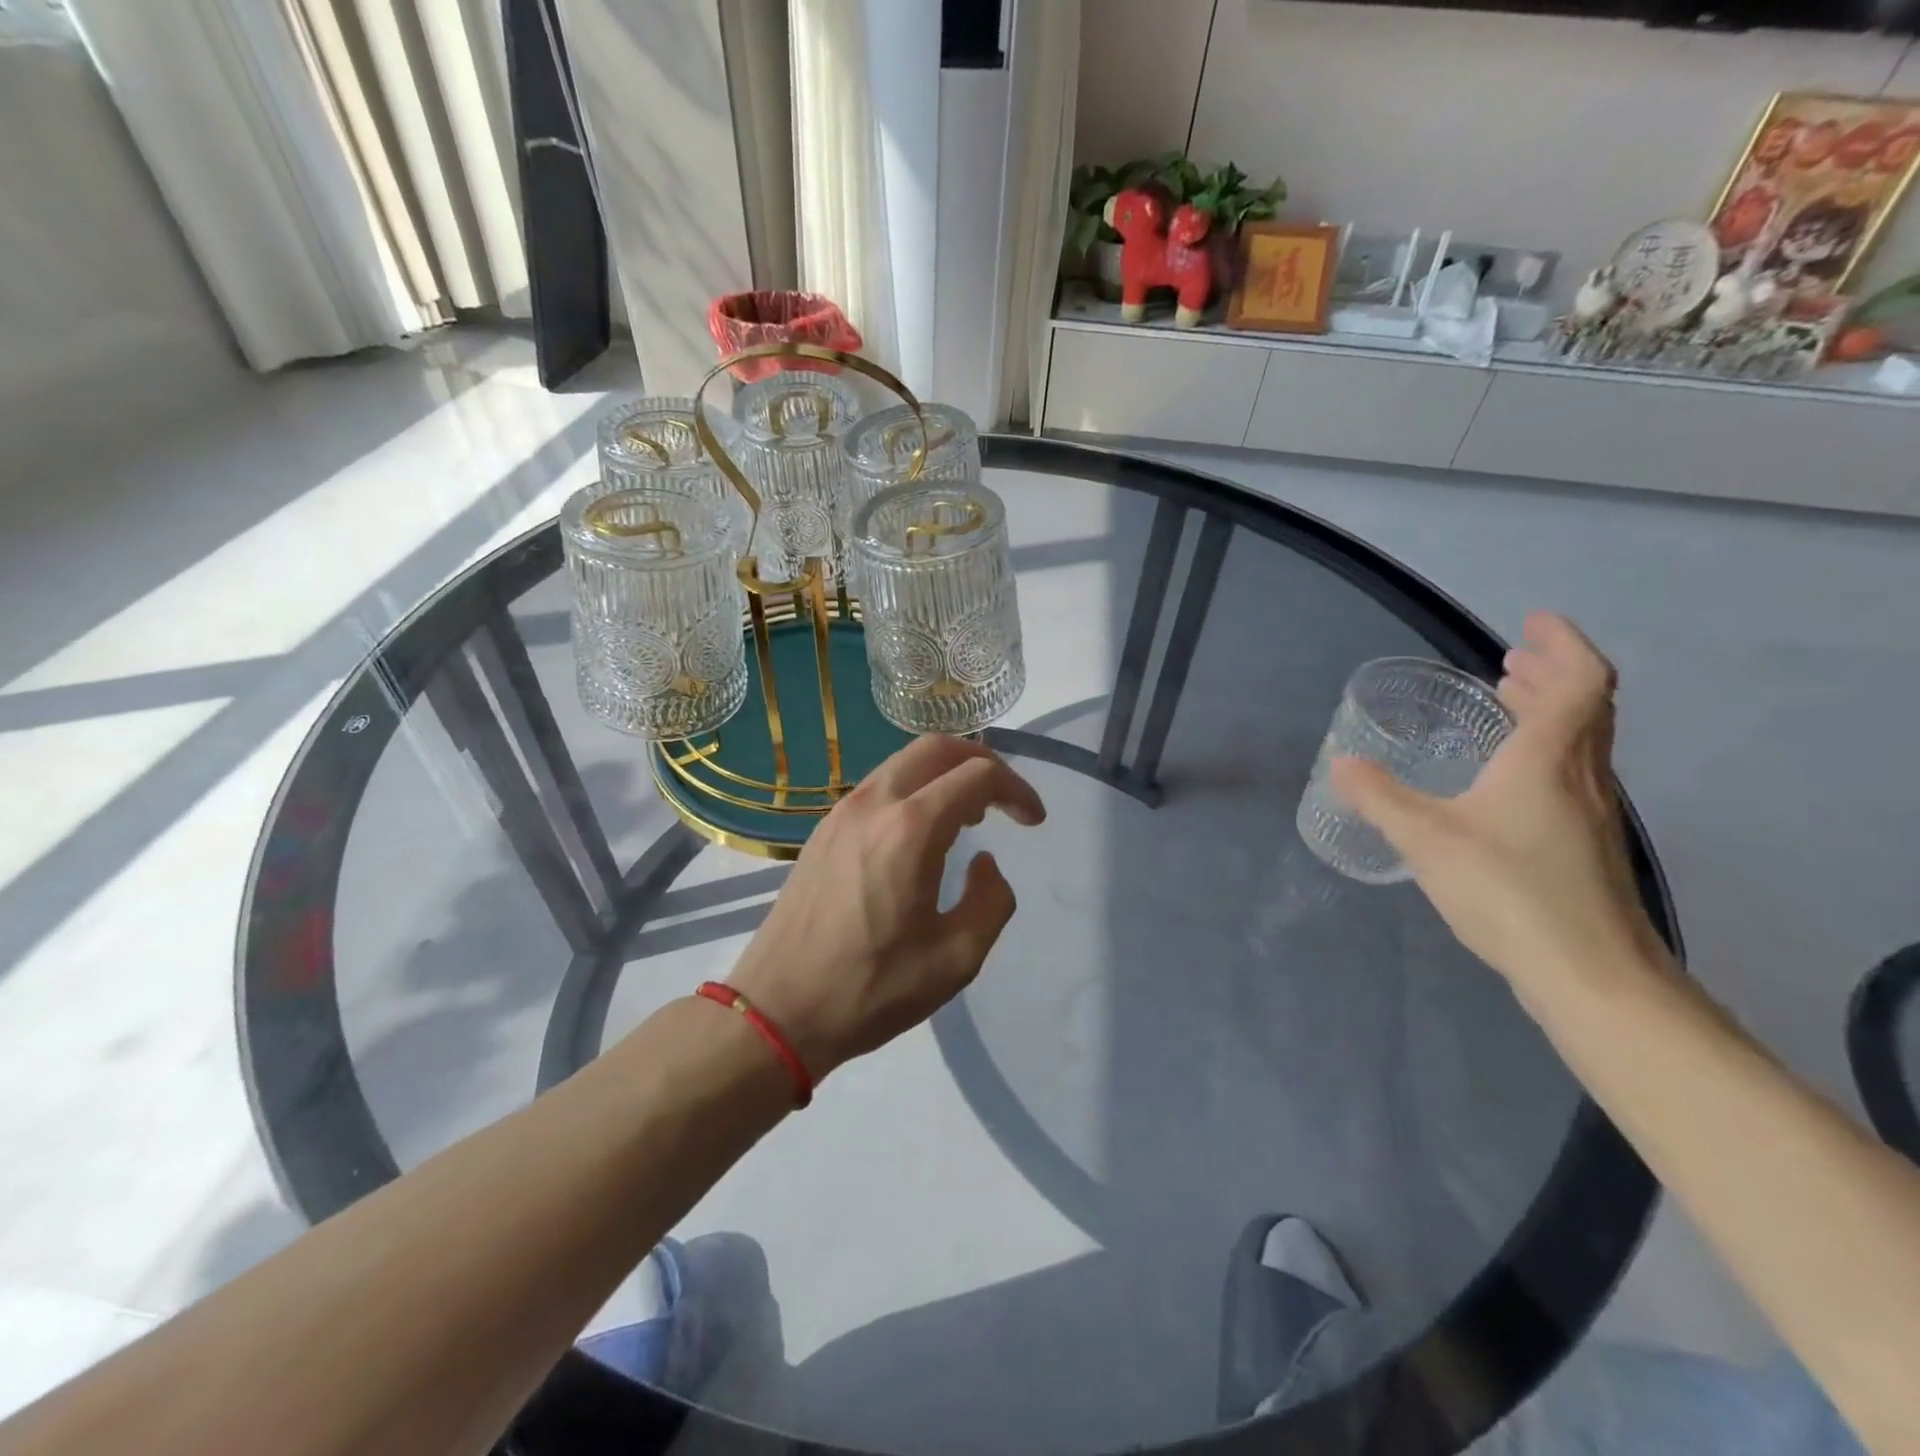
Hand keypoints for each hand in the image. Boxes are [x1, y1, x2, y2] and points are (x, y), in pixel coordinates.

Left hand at [728, 736, 1045, 1079]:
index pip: (978, 776)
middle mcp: (875, 803)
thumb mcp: (956, 958)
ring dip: (945, 774)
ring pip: (904, 762)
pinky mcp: (824, 828)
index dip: (1017, 790)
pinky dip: (913, 789)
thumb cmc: (872, 988)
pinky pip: (879, 785)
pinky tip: (921, 832)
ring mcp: (842, 811)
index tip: (1033, 822)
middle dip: (982, 761)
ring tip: (968, 816)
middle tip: (1004, 800)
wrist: (778, 1009)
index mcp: (911, 829)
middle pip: (937, 748)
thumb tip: (985, 863)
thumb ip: (991, 901)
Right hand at [1330, 613, 1668, 990]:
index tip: (1532, 624)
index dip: (1563, 644)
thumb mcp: (1426, 838)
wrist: (1590, 974)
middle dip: (1551, 673)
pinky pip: (1570, 774)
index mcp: (1549, 759)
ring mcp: (1591, 814)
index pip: (1580, 681)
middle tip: (1512, 658)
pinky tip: (1506, 778)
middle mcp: (1582, 777)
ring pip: (1581, 742)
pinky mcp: (1585, 846)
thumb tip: (1341, 764)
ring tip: (1509, 703)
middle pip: (1585, 707)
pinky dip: (1544, 750)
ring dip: (1550, 711)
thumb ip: (1379, 798)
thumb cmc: (1509, 890)